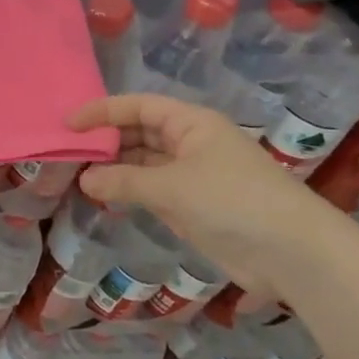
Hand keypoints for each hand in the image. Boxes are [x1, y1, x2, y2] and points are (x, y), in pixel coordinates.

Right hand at [67, 92, 347, 295]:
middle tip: (67, 153)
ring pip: (143, 163)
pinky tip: (103, 196)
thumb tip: (85, 178)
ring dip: (114, 168)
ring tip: (77, 176)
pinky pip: (151, 189)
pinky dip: (128, 191)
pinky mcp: (193, 205)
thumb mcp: (171, 187)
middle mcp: (191, 143)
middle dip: (106, 140)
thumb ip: (123, 181)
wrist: (291, 253)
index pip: (139, 106)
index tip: (68, 125)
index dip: (103, 111)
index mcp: (191, 123)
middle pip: (139, 132)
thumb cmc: (232, 201)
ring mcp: (192, 175)